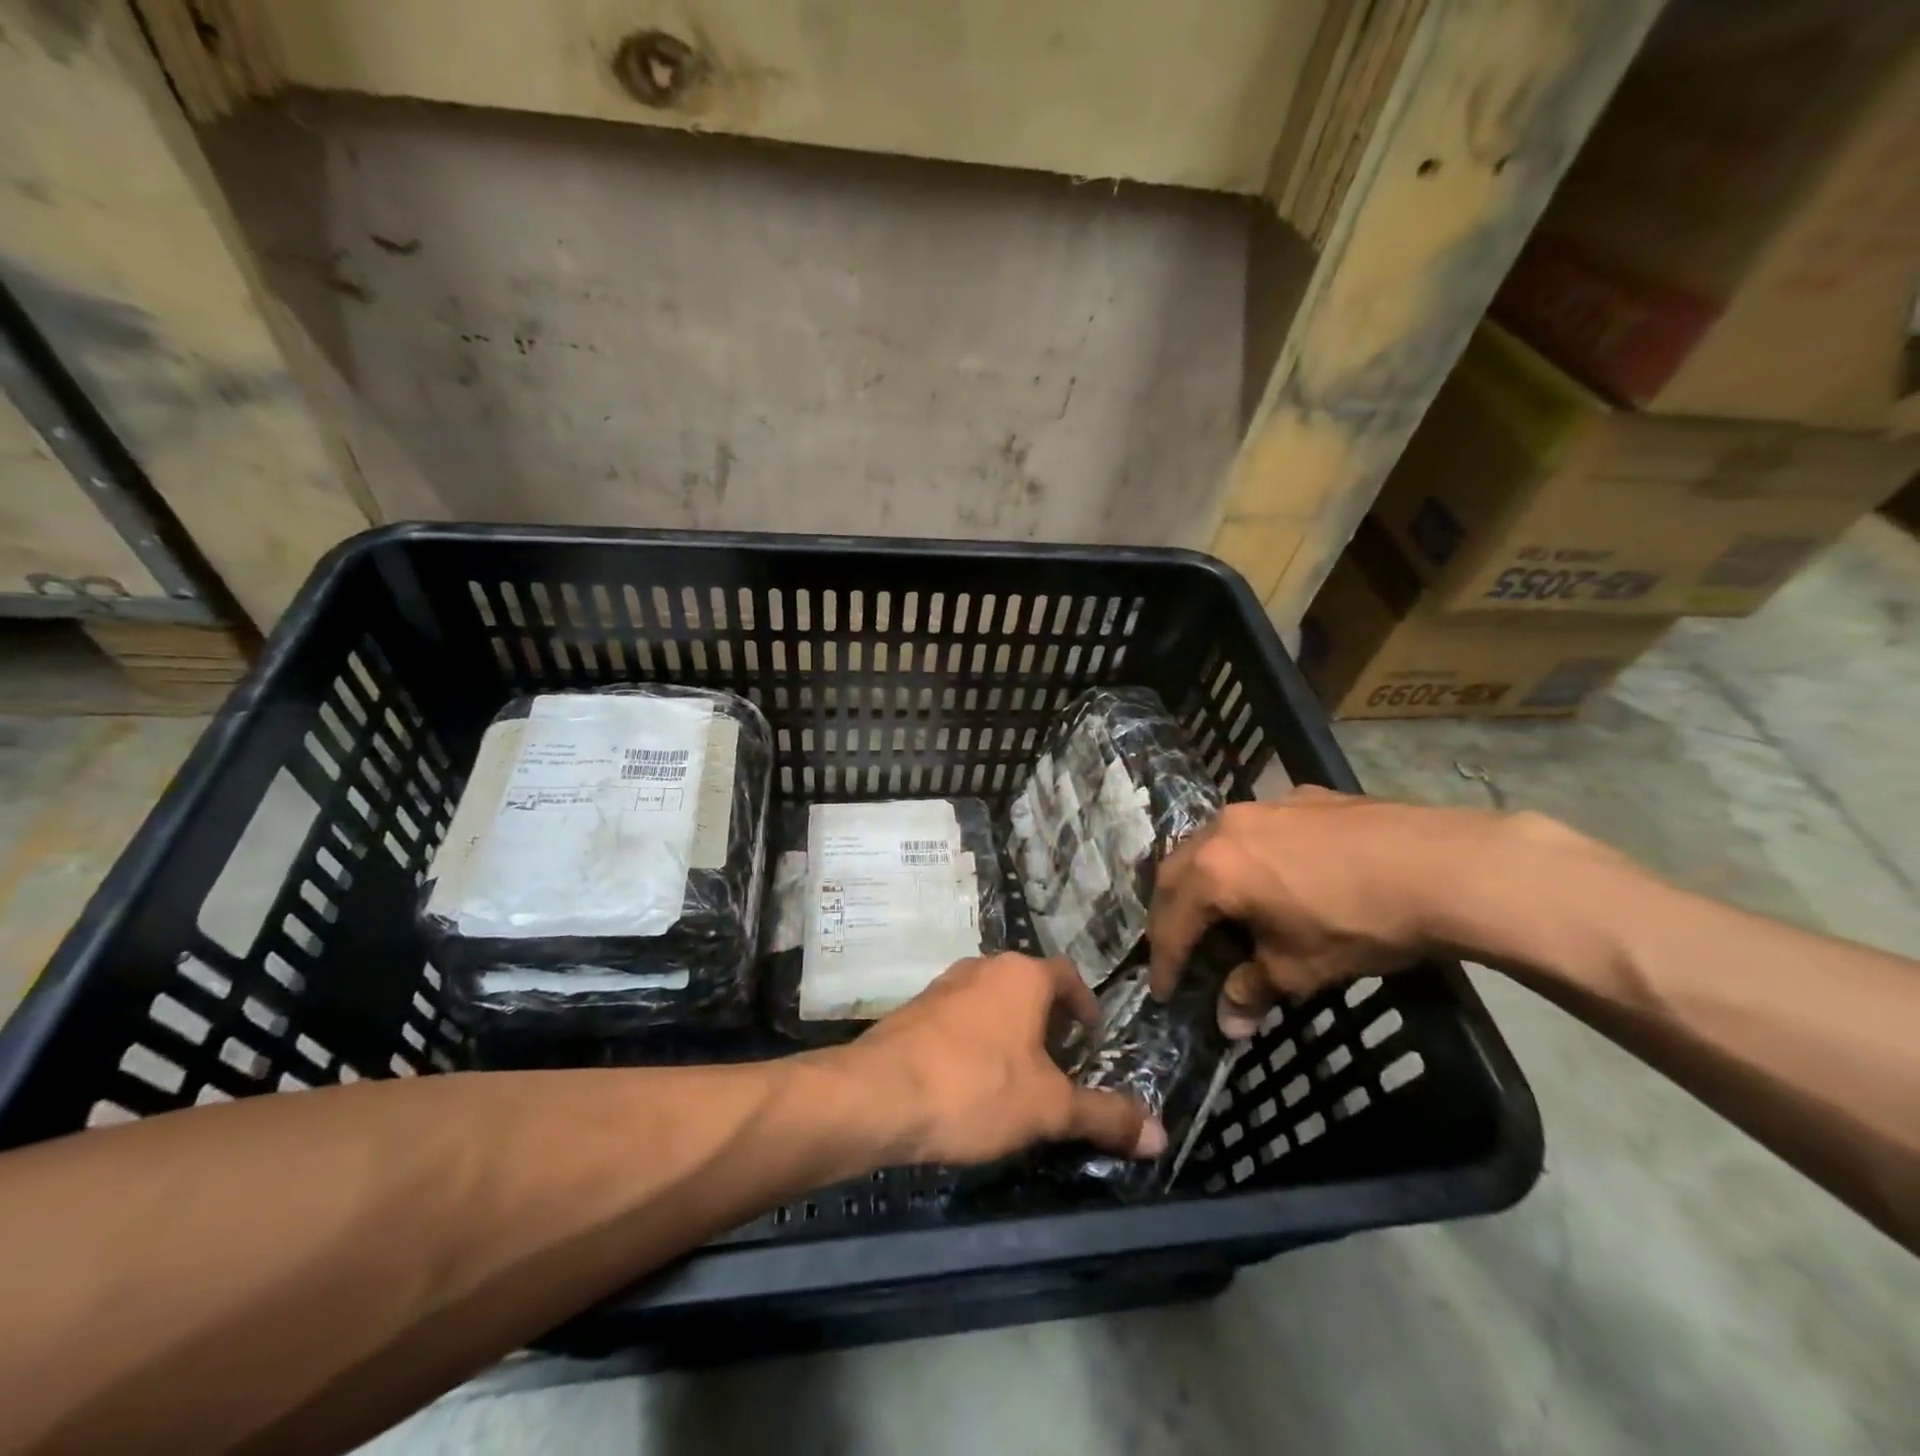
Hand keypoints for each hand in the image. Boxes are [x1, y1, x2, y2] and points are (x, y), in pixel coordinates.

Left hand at [836, 953, 1166, 1166]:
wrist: (879, 1095)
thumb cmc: (976, 1088)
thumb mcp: (1049, 1108)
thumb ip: (1104, 1116)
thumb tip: (1160, 1135)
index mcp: (1021, 975)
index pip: (1066, 976)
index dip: (1084, 1004)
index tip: (1091, 1036)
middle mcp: (983, 967)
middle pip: (1027, 985)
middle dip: (1047, 1018)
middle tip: (1060, 1060)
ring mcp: (943, 985)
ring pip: (990, 999)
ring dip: (1009, 1027)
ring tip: (1018, 1073)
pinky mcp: (914, 1010)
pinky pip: (958, 1016)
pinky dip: (975, 1038)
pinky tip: (971, 1079)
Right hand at [1149, 787, 1571, 1035]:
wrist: (1441, 867)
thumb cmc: (1358, 924)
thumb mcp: (1299, 969)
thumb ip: (1252, 990)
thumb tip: (1229, 1021)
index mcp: (1213, 871)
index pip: (1172, 922)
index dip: (1165, 961)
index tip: (1162, 992)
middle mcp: (1224, 828)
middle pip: (1177, 872)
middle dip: (1172, 913)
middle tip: (1178, 946)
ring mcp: (1263, 806)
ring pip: (1212, 842)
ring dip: (1205, 877)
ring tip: (1220, 908)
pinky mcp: (1301, 796)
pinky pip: (1254, 828)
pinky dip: (1245, 856)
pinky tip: (1274, 875)